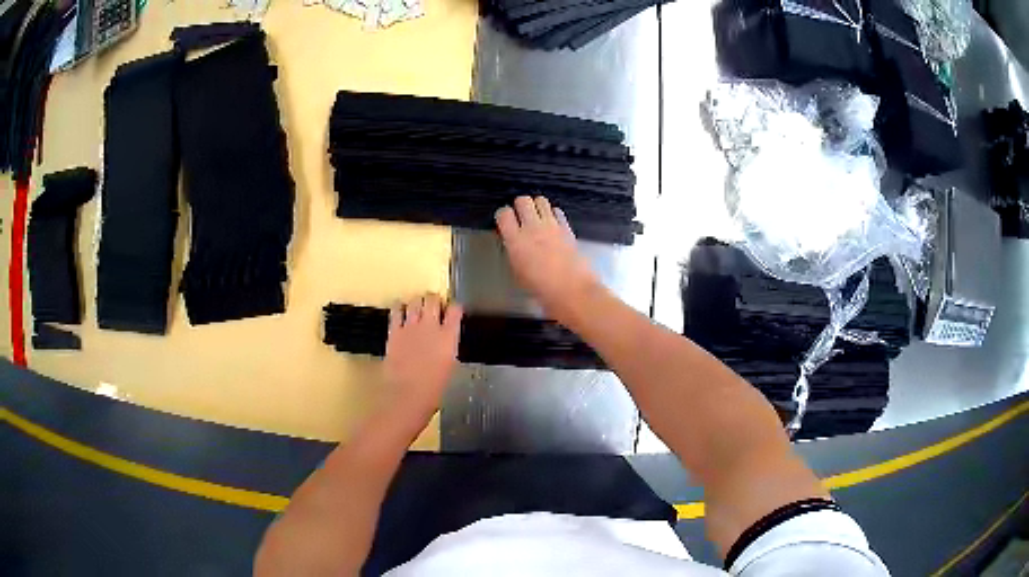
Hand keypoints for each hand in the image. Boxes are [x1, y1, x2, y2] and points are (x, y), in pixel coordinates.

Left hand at [380, 294, 462, 427]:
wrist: (406, 395)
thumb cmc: (433, 390)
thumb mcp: (449, 366)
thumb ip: (447, 348)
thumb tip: (443, 342)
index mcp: (449, 337)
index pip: (455, 310)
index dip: (454, 308)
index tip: (453, 311)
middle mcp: (431, 326)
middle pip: (433, 300)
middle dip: (434, 300)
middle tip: (434, 305)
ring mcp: (410, 326)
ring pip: (415, 301)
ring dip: (417, 302)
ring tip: (417, 308)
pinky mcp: (394, 331)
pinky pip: (396, 310)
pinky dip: (399, 307)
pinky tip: (400, 310)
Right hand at [496, 196, 599, 317]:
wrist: (571, 291)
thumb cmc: (543, 289)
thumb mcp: (518, 273)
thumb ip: (514, 252)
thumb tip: (514, 244)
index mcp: (516, 241)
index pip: (504, 214)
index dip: (503, 215)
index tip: (505, 221)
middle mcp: (533, 228)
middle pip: (523, 200)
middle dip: (520, 205)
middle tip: (521, 215)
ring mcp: (551, 226)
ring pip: (541, 200)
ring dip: (537, 206)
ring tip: (536, 216)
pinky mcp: (567, 228)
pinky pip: (558, 211)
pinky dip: (553, 213)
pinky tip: (552, 223)